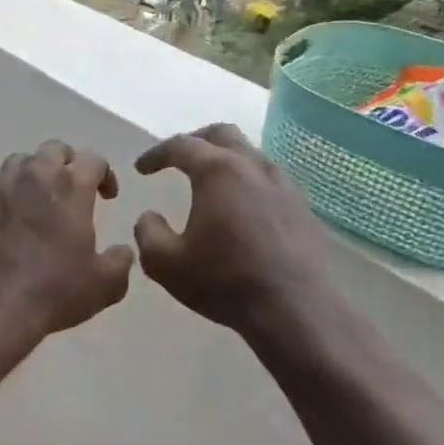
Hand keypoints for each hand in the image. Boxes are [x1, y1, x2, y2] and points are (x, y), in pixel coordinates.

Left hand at [0, 141, 133, 340]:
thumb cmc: (54, 292)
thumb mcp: (105, 285)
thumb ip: (120, 260)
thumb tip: (122, 251)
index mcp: (72, 187)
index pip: (93, 159)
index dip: (104, 174)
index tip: (107, 197)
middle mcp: (35, 175)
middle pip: (54, 150)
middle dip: (67, 163)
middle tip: (71, 189)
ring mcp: (0, 184)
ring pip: (20, 161)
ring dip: (33, 173)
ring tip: (37, 198)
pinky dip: (2, 189)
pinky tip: (6, 211)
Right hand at [132, 124, 335, 337]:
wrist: (294, 309)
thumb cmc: (223, 281)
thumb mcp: (164, 263)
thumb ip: (147, 232)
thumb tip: (149, 216)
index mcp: (218, 171)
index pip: (181, 145)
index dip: (156, 154)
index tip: (141, 169)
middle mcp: (253, 167)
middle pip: (222, 135)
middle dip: (194, 142)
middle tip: (177, 160)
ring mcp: (284, 185)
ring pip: (250, 155)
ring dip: (225, 161)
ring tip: (209, 184)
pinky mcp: (302, 208)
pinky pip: (269, 181)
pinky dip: (247, 183)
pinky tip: (241, 210)